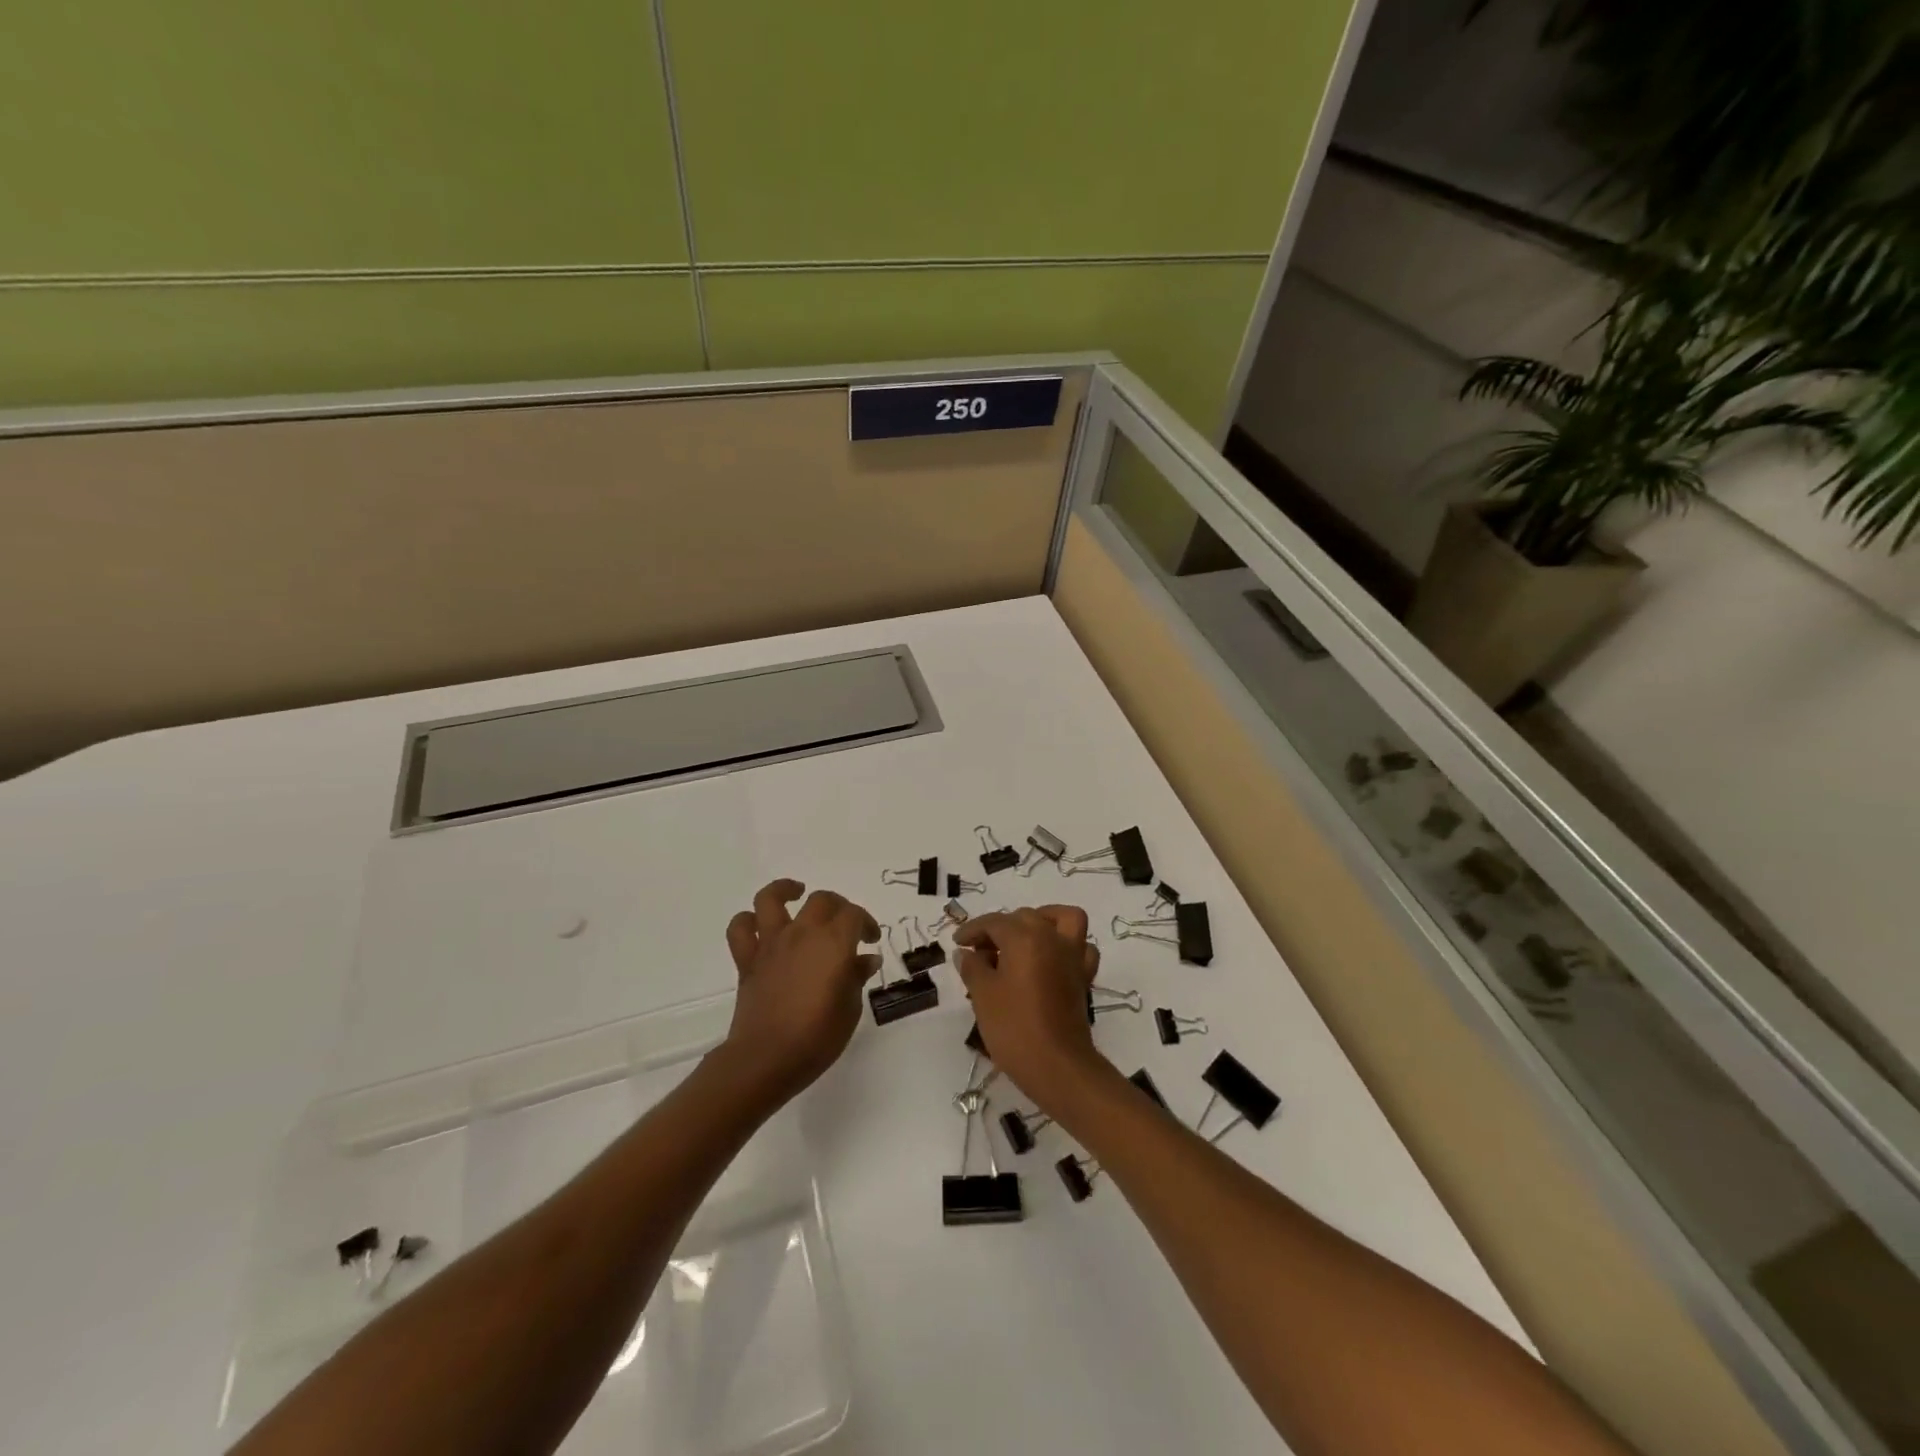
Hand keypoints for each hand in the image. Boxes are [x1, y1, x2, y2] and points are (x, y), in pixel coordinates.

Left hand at [719, 880, 881, 1104]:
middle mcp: (802, 934)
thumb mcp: (850, 1009)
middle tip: (845, 924)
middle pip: (822, 900)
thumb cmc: (817, 1037)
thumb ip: (856, 977)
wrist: (767, 1059)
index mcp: (834, 943)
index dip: (867, 922)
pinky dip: (748, 921)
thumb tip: (865, 959)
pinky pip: (741, 929)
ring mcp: (771, 944)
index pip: (854, 915)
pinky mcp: (748, 960)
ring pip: (771, 899)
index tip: (871, 941)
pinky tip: (761, 925)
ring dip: (784, 890)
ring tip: (796, 893)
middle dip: (838, 906)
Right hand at [952, 907, 1106, 1110]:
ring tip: (1022, 938)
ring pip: (1061, 920)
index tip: (957, 943)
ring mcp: (1072, 956)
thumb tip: (966, 953)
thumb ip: (973, 967)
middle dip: (1000, 928)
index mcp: (1025, 937)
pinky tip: (1050, 959)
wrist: (1057, 1066)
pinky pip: (1081, 947)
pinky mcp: (1083, 977)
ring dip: (1042, 920)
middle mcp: (1052, 938)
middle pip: (1024, 917)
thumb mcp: (983, 995)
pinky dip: (1067, 945)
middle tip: (980, 951)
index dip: (972, 930)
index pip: (994, 922)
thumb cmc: (1014, 1028)